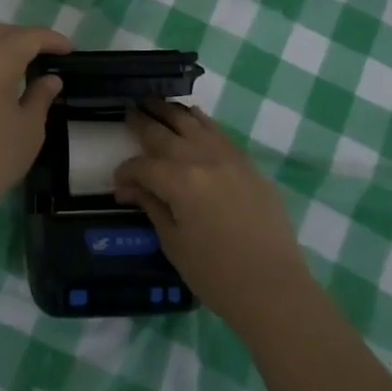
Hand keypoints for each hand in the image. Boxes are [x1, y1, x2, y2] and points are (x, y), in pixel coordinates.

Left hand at [0, 25, 69, 229]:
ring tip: (25, 68)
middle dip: (27, 38)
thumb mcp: (29, 130)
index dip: (52, 40)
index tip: (71, 50)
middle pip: (1, 34)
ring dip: (4, 50)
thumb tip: (49, 79)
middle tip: (49, 54)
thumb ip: (41, 97)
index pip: (29, 37)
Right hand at [113, 102, 309, 327]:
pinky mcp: (247, 163)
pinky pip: (218, 131)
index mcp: (180, 181)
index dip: (126, 172)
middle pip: (165, 133)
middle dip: (143, 122)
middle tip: (129, 111)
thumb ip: (151, 206)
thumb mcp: (174, 243)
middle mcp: (203, 158)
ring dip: (171, 111)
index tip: (118, 182)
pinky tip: (192, 117)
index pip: (143, 166)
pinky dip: (200, 121)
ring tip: (155, 103)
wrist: (273, 287)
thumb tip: (128, 188)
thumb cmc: (216, 274)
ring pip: (193, 122)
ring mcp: (229, 157)